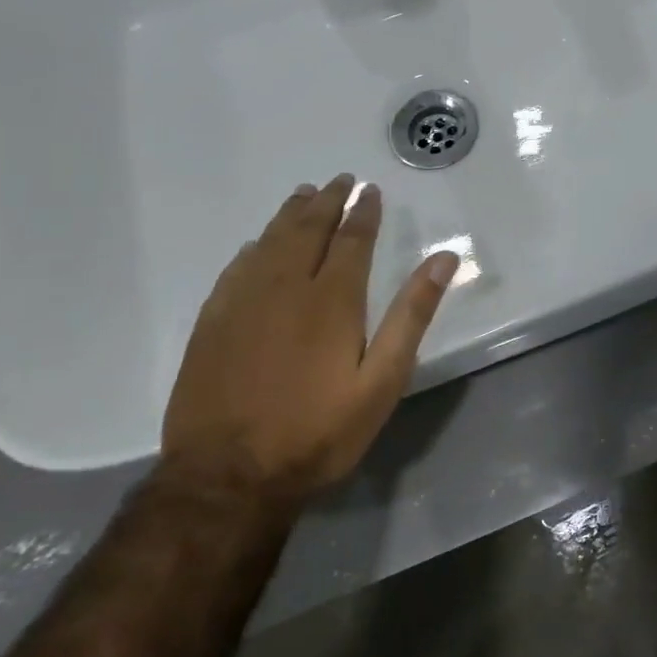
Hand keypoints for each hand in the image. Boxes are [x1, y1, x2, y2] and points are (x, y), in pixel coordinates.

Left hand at [161, 174, 458, 505]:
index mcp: (332, 299)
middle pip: (308, 230)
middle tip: (339, 180)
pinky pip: (236, 269)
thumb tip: (443, 260)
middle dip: (327, 201)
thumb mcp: (382, 381)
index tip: (369, 190)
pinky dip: (253, 248)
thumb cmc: (318, 431)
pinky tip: (256, 244)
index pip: (352, 239)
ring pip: (269, 242)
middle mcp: (286, 287)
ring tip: (303, 194)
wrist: (228, 476)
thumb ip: (412, 316)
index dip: (363, 212)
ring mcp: (243, 302)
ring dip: (289, 215)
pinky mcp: (212, 323)